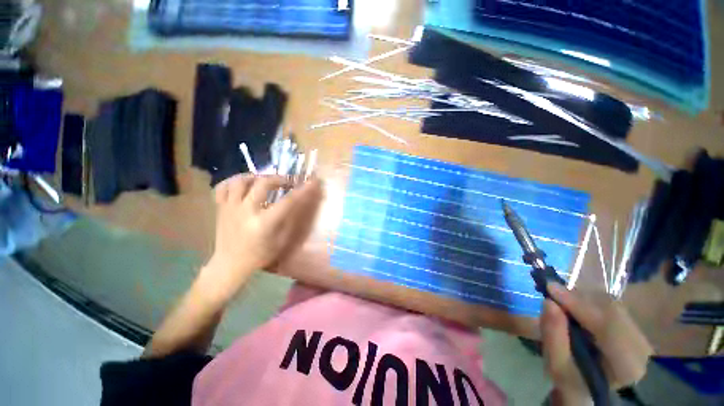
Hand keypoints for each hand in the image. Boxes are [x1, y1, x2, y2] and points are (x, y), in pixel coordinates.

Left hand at [199, 174, 322, 302]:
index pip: (287, 201)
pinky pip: (223, 187)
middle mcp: (246, 211)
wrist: (230, 264)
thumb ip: (290, 220)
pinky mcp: (220, 208)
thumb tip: (300, 203)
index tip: (312, 182)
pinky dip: (234, 182)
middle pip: (263, 183)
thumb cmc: (259, 255)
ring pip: (241, 181)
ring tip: (266, 180)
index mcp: (264, 223)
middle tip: (289, 181)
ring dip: (257, 177)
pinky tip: (244, 185)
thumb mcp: (281, 241)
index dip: (302, 190)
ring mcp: (230, 208)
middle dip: (280, 178)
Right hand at [541, 283, 652, 404]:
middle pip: (611, 310)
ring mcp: (640, 335)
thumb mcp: (558, 366)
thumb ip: (553, 337)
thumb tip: (548, 302)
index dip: (579, 304)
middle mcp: (641, 347)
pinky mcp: (633, 326)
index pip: (608, 326)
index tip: (550, 288)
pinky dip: (589, 301)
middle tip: (551, 292)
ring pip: (611, 304)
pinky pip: (610, 305)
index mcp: (626, 365)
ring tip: (561, 300)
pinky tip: (575, 305)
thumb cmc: (572, 380)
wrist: (590, 388)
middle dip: (579, 299)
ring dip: (583, 298)